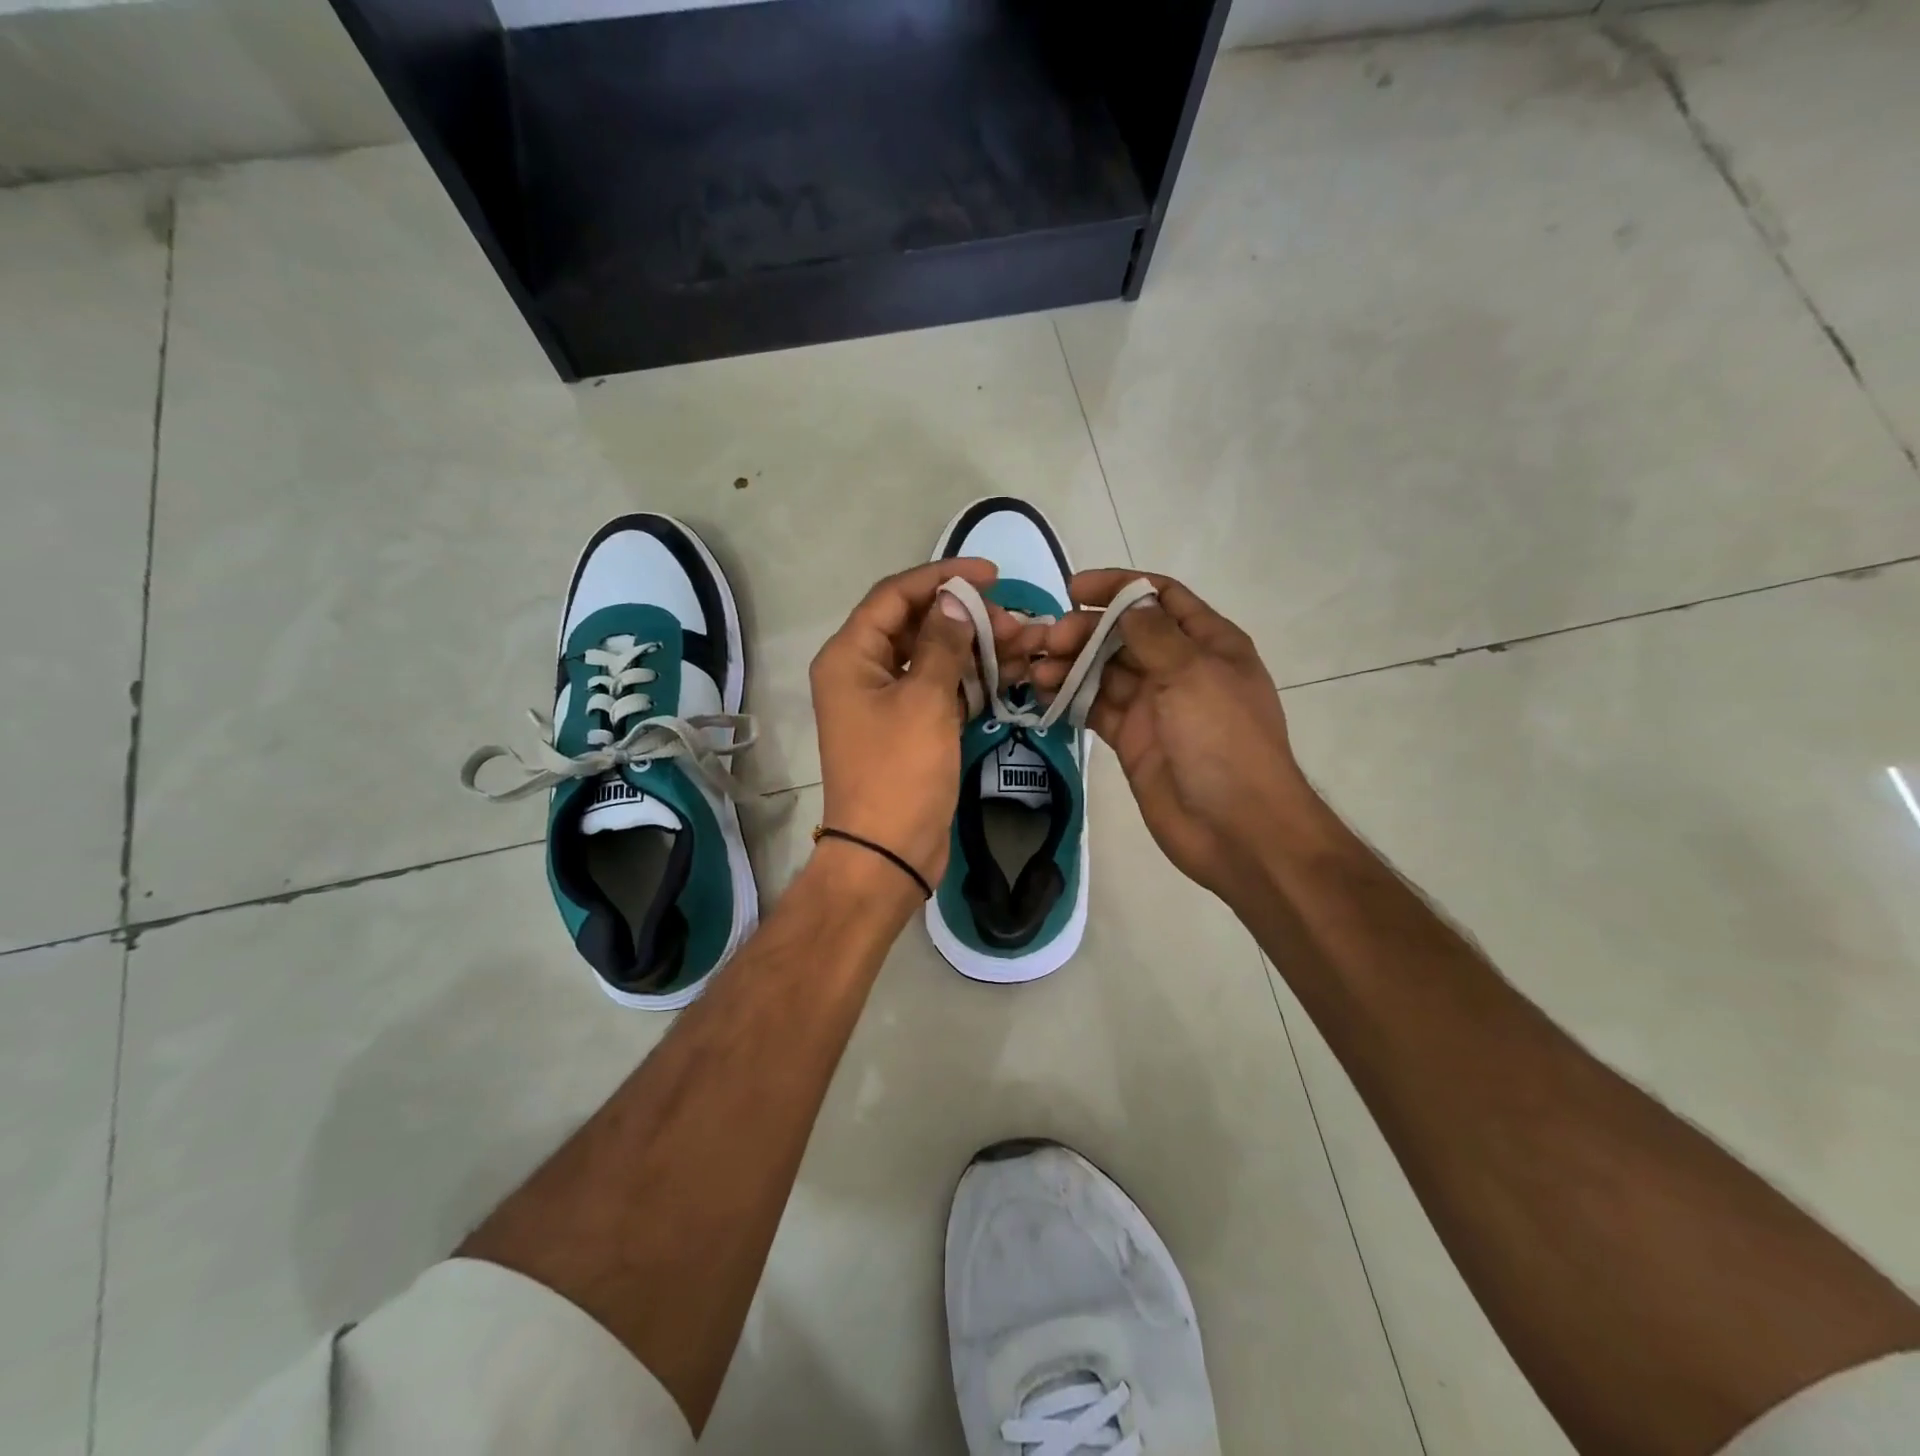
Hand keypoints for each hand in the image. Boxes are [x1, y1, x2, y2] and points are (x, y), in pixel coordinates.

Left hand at [811, 559, 1043, 891]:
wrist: (888, 853)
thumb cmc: (900, 772)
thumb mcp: (925, 701)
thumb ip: (943, 643)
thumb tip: (956, 600)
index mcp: (850, 656)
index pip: (895, 596)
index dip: (942, 578)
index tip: (991, 576)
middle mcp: (862, 671)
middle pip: (917, 625)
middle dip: (968, 618)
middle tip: (1017, 623)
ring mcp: (886, 701)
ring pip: (934, 658)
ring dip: (976, 649)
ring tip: (1026, 645)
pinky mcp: (909, 727)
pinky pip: (940, 689)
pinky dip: (971, 680)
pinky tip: (1010, 673)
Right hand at [1034, 570, 1314, 901]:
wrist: (1236, 828)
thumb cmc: (1223, 741)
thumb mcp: (1193, 674)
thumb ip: (1154, 634)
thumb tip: (1127, 602)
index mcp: (1208, 643)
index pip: (1160, 597)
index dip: (1119, 587)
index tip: (1074, 589)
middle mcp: (1179, 668)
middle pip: (1124, 634)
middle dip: (1084, 631)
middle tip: (1048, 641)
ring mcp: (1154, 706)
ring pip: (1104, 672)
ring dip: (1070, 665)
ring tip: (1036, 669)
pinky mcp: (1132, 739)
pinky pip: (1096, 708)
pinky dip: (1070, 698)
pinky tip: (1042, 693)